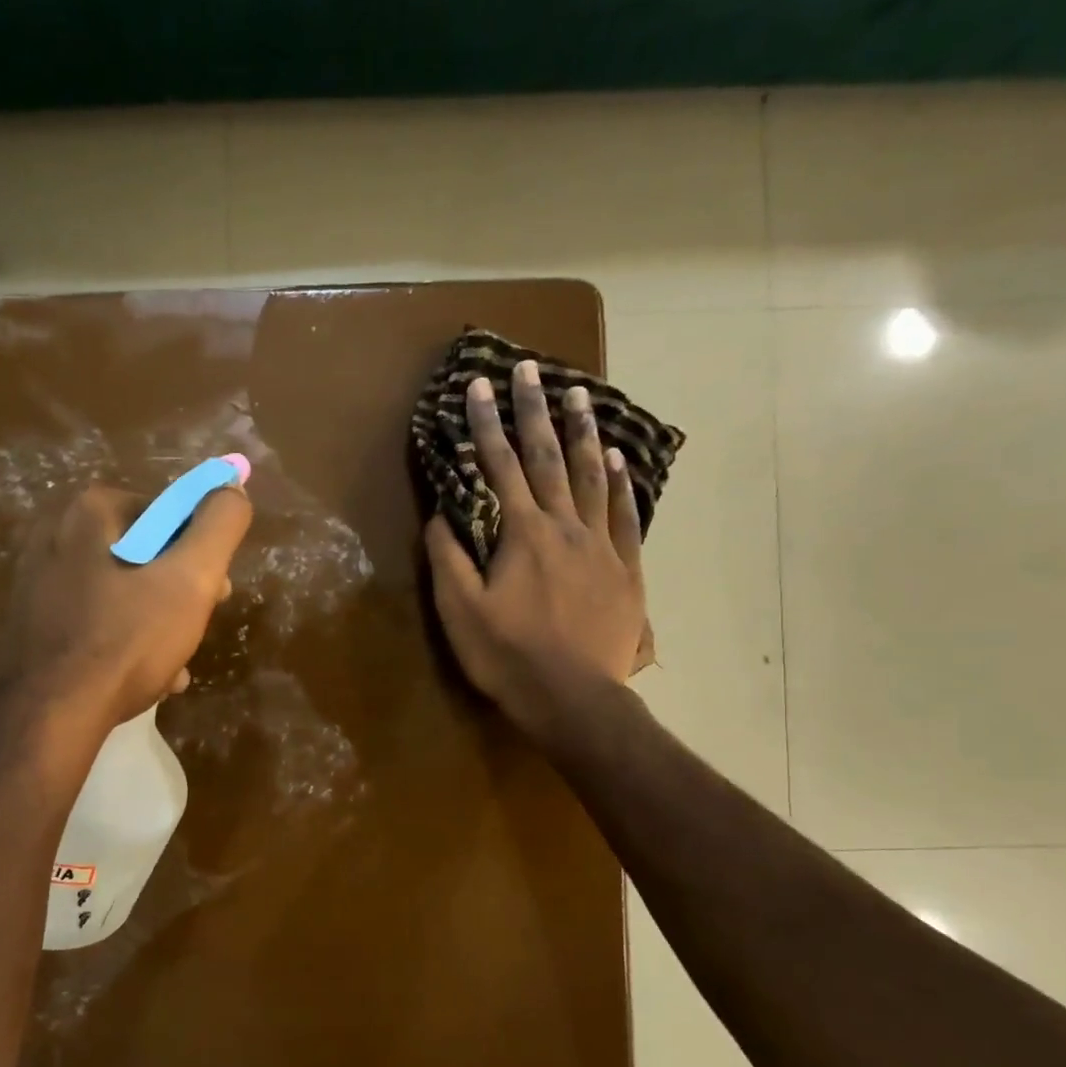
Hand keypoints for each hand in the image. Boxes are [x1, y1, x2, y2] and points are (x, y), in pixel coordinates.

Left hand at [4, 482, 251, 728]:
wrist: (48, 714)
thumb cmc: (127, 639)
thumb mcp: (191, 578)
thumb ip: (220, 525)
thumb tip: (232, 489)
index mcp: (91, 510)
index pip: (171, 514)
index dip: (202, 553)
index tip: (217, 593)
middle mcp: (55, 532)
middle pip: (146, 553)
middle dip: (181, 592)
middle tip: (196, 629)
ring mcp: (38, 578)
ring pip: (123, 590)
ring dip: (158, 623)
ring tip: (175, 664)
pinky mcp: (32, 619)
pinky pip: (95, 618)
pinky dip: (124, 640)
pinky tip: (145, 677)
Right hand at [424, 359, 648, 745]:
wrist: (573, 698)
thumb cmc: (508, 656)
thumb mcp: (460, 610)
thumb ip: (448, 557)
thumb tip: (439, 512)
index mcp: (521, 534)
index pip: (500, 467)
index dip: (486, 425)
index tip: (479, 386)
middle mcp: (563, 527)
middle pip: (548, 459)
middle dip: (534, 411)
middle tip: (529, 368)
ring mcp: (600, 546)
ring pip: (591, 478)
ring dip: (582, 433)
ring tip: (578, 394)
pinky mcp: (626, 570)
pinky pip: (624, 517)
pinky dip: (619, 485)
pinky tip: (617, 460)